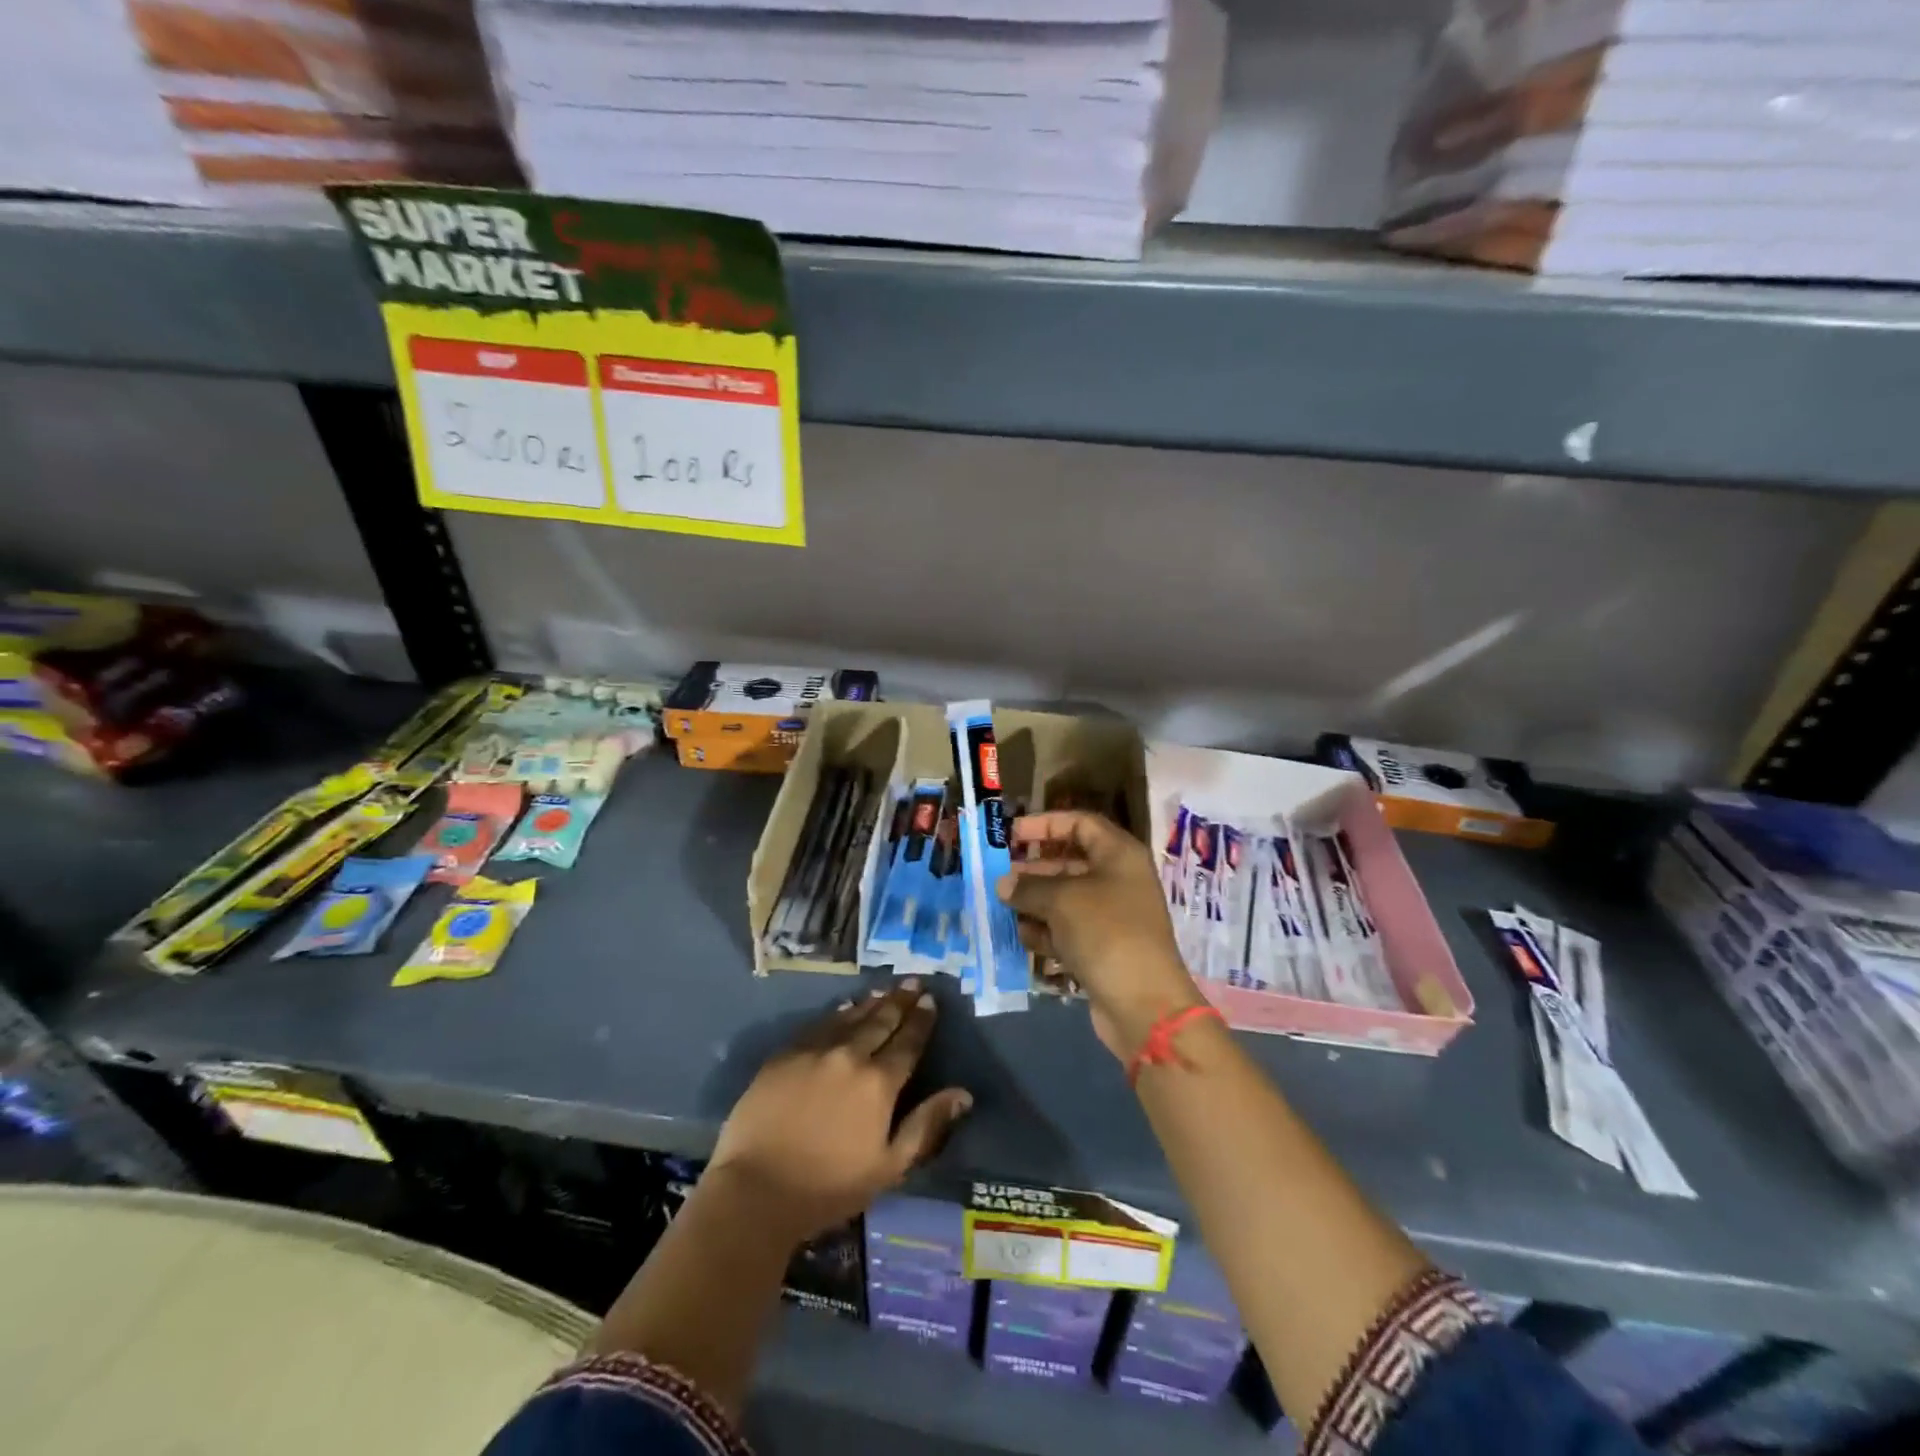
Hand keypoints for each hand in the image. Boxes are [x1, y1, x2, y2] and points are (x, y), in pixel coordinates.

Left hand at [708, 981, 971, 1244]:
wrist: (755, 1190)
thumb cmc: (829, 1187)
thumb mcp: (889, 1166)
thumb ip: (927, 1125)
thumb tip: (963, 1093)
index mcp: (879, 1083)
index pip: (908, 1043)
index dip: (921, 1021)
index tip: (930, 1001)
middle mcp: (850, 1056)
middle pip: (881, 1022)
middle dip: (900, 1001)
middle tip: (913, 982)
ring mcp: (814, 1051)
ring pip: (850, 1017)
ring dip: (871, 1003)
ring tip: (885, 990)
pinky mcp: (785, 1055)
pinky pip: (819, 1025)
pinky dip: (837, 1014)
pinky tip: (844, 1008)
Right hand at [997, 811, 1202, 1059]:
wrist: (1143, 1004)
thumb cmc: (1105, 932)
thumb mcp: (1062, 900)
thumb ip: (1028, 886)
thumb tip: (1004, 883)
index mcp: (1119, 854)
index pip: (1080, 823)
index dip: (1045, 824)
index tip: (1012, 834)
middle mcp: (1118, 880)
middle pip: (1070, 861)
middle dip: (1034, 867)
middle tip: (1000, 874)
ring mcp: (1111, 916)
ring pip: (1065, 898)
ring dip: (1034, 901)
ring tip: (1002, 905)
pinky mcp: (1102, 948)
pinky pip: (1068, 929)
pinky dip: (1045, 931)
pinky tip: (1021, 936)